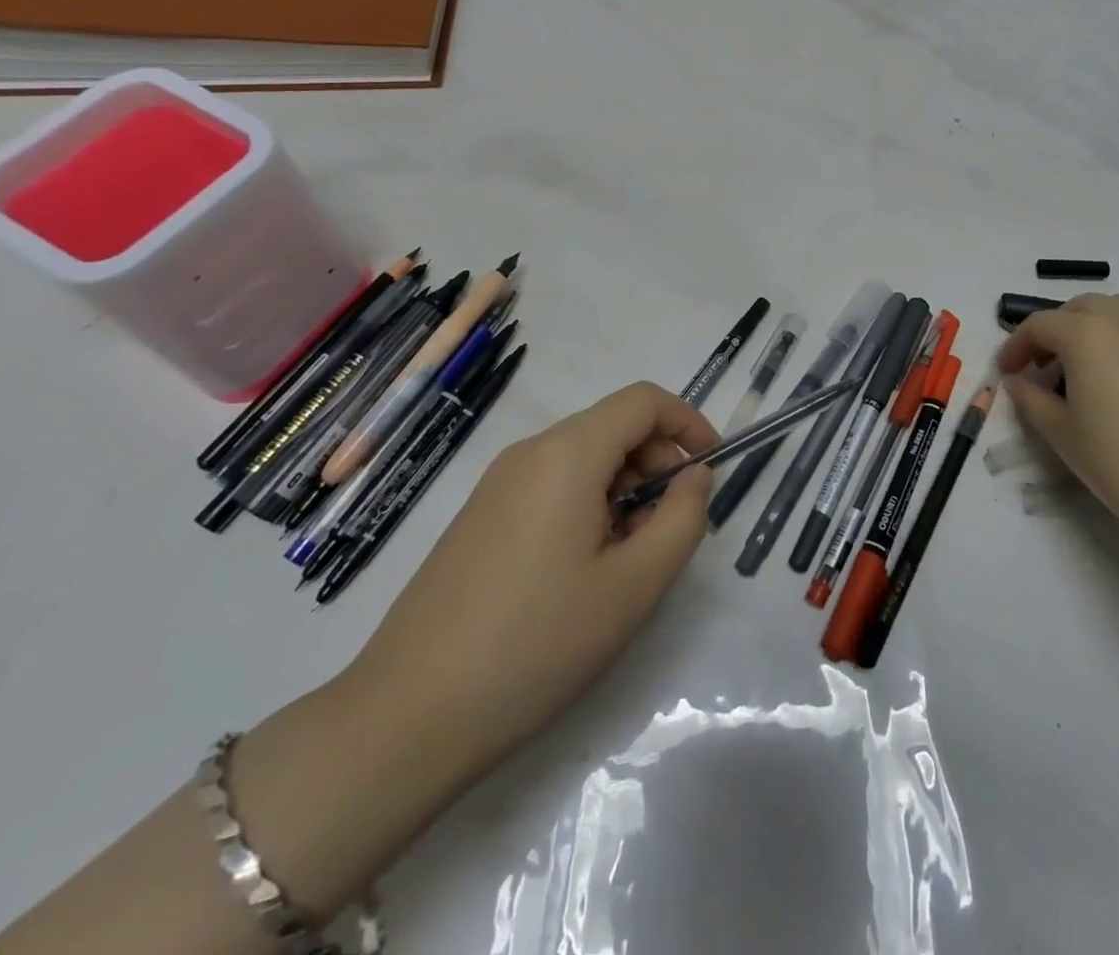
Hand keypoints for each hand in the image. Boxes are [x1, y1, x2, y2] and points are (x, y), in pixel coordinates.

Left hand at [347, 382, 718, 780]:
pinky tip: (584, 570)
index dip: (688, 424)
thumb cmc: (537, 643)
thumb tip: (694, 477)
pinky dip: (588, 504)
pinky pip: (551, 485)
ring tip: (629, 558)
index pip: (644, 401)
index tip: (711, 470)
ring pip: (584, 458)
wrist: (407, 717)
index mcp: (568, 454)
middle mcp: (530, 453)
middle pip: (614, 426)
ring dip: (625, 488)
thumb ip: (682, 518)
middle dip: (658, 462)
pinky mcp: (480, 516)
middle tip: (669, 528)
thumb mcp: (634, 585)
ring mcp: (498, 484)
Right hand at [996, 294, 1118, 553]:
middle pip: (1080, 308)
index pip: (1039, 325)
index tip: (1007, 373)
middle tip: (1042, 366)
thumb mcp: (1062, 435)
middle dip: (1054, 330)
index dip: (1015, 346)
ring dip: (1091, 328)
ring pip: (1118, 312)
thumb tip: (1017, 381)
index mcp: (1087, 335)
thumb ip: (1031, 400)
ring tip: (1084, 369)